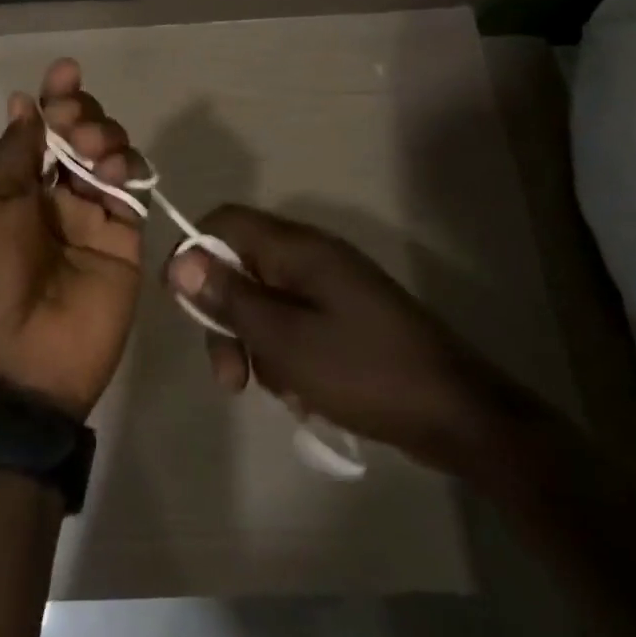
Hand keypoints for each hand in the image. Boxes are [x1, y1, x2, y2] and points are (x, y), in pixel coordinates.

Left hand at [0, 59, 143, 419]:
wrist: (10, 366)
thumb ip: (12, 154)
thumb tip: (24, 103)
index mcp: (9, 189)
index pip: (38, 130)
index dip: (53, 98)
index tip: (66, 70)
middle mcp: (51, 198)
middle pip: (78, 136)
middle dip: (80, 112)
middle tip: (74, 119)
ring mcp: (90, 219)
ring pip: (110, 155)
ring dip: (104, 135)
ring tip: (92, 148)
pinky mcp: (123, 240)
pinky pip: (133, 191)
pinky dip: (129, 168)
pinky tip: (113, 168)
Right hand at [166, 206, 508, 467]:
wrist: (456, 414)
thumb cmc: (364, 371)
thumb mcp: (285, 340)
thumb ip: (230, 298)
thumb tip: (179, 260)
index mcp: (298, 248)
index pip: (226, 222)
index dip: (193, 252)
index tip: (180, 302)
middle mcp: (312, 256)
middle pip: (242, 267)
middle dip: (227, 318)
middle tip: (231, 377)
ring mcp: (332, 287)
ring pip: (265, 301)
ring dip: (257, 345)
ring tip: (279, 390)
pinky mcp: (345, 316)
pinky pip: (294, 323)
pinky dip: (287, 355)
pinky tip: (303, 393)